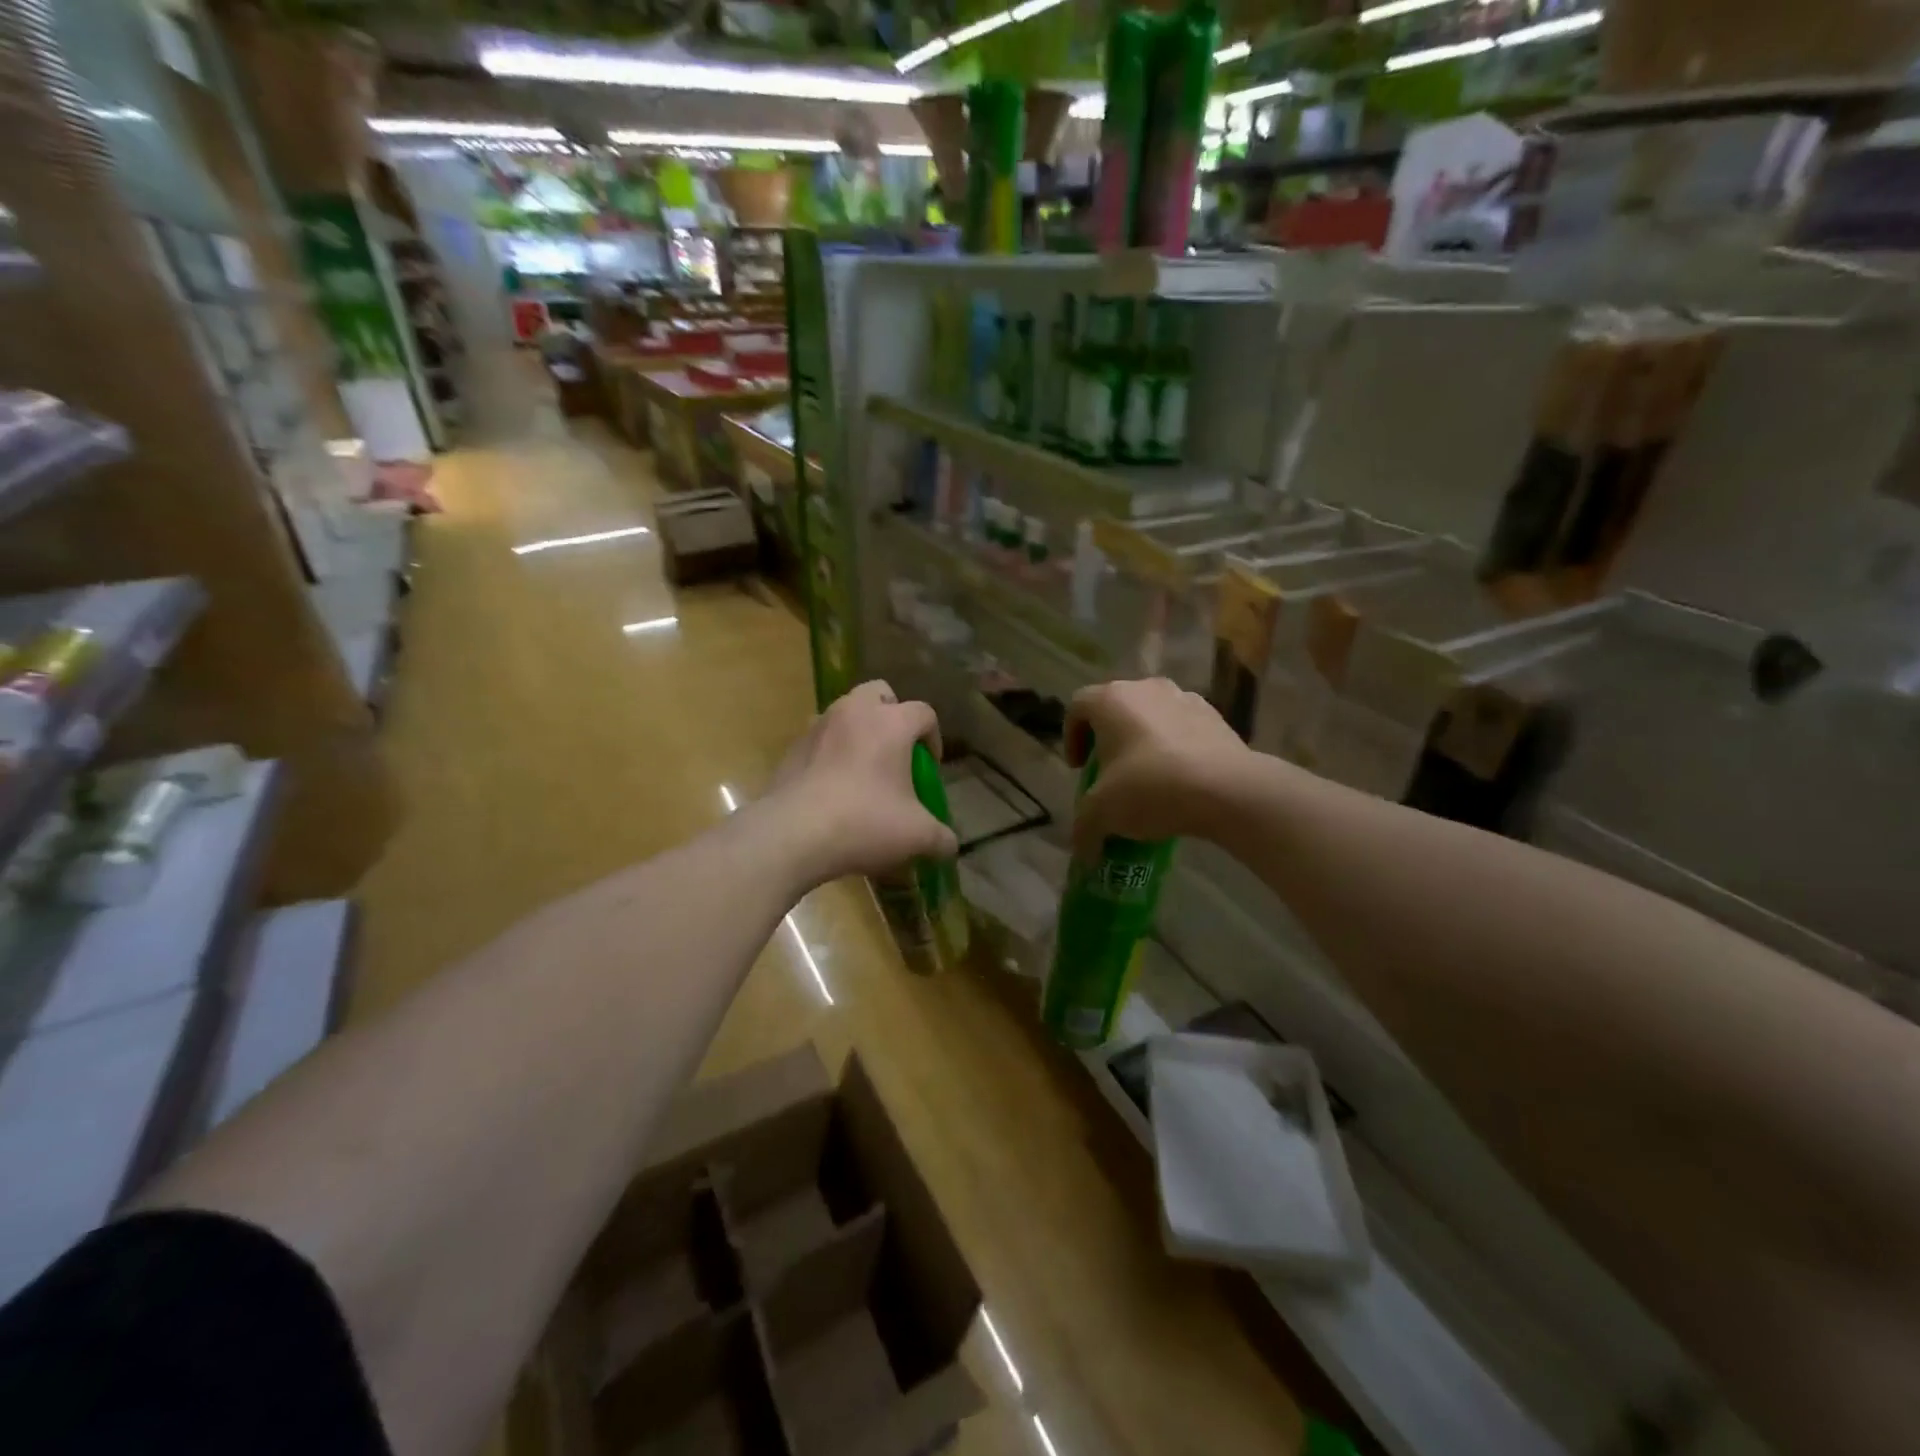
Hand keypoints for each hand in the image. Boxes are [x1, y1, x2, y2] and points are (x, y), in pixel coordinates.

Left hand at [768, 680, 957, 884]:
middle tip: (896, 751)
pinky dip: (831, 752)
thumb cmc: (864, 823)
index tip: (929, 768)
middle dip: (892, 715)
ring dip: (859, 731)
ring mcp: (819, 726)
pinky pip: (820, 738)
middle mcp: (854, 712)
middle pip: (880, 693)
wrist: (793, 834)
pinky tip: (833, 788)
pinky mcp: (793, 747)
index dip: (933, 738)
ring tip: (863, 770)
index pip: (924, 712)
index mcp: (891, 723)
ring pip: (845, 712)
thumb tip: (950, 846)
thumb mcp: (916, 836)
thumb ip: (941, 838)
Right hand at [1065, 678, 1254, 859]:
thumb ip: (1084, 829)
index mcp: (1111, 700)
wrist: (1228, 789)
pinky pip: (1183, 729)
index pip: (1077, 707)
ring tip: (1148, 778)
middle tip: (1110, 774)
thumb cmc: (1151, 787)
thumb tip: (1082, 856)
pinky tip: (1180, 780)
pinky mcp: (1215, 716)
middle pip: (1115, 709)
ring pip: (1152, 717)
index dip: (1071, 738)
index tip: (1079, 769)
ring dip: (1143, 742)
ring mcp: (1185, 698)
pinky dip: (1175, 748)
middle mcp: (1146, 688)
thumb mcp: (1103, 813)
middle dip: (1108, 741)